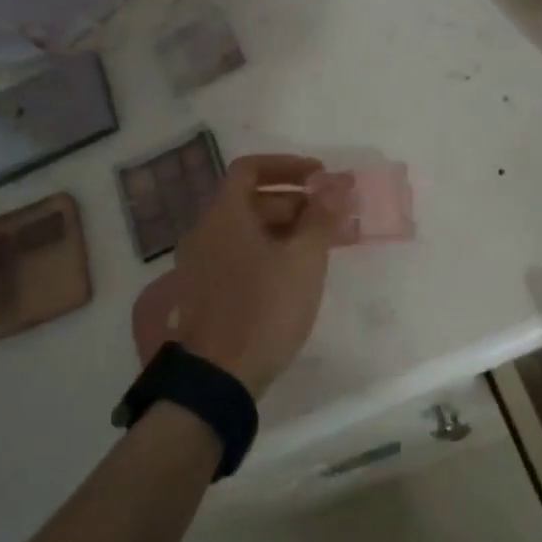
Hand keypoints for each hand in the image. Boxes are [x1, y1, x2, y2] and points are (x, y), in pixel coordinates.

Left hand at [171, 155, 343, 395]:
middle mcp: (207, 231)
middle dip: (298, 202)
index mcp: (224, 215)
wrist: (220, 376)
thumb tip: (337, 185)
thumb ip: (322, 216)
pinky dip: (273, 251)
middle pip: (253, 200)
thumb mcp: (304, 259)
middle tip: (336, 215)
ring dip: (290, 229)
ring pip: (251, 230)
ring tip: (329, 244)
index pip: (251, 168)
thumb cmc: (264, 308)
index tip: (322, 178)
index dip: (288, 166)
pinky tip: (302, 271)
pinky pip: (243, 254)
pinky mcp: (208, 290)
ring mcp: (204, 262)